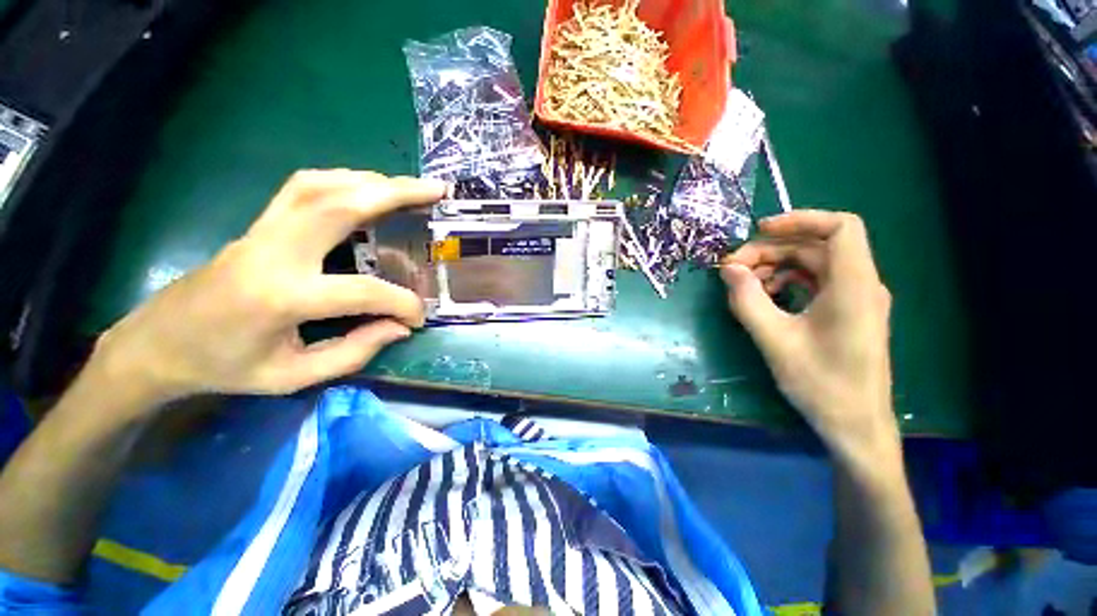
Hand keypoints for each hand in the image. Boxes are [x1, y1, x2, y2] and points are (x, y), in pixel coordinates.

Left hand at [93, 170, 445, 409]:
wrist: (158, 344)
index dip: (402, 304)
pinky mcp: (259, 225)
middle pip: (341, 205)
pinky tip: (365, 188)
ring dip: (370, 180)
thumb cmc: (224, 368)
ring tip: (408, 186)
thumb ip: (354, 352)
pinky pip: (302, 188)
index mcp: (282, 297)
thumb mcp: (292, 376)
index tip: (419, 317)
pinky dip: (341, 180)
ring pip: (321, 186)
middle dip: (396, 193)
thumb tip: (399, 328)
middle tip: (435, 190)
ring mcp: (262, 231)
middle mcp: (274, 252)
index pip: (363, 291)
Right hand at [721, 211, 897, 464]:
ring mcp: (855, 298)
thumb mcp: (774, 340)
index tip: (759, 231)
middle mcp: (860, 284)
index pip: (841, 227)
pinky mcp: (846, 311)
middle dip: (771, 251)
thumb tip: (727, 269)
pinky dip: (786, 282)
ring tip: (743, 285)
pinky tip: (765, 298)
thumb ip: (748, 300)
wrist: (854, 424)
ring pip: (812, 264)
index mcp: (853, 286)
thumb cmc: (820, 384)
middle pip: (815, 246)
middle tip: (733, 268)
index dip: (800, 219)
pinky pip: (815, 282)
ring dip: (775, 267)